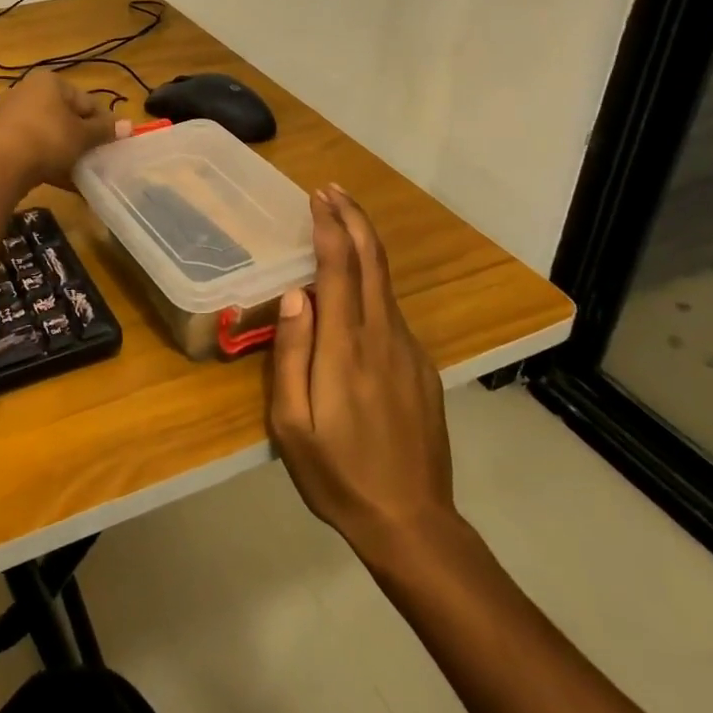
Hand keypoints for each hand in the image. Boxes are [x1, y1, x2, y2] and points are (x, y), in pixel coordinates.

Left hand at [0, 70, 126, 193]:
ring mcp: (11, 114)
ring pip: (49, 133)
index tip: (111, 145)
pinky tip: (58, 179)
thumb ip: (104, 130)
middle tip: (95, 160)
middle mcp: (28, 90)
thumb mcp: (82, 136)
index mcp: (50, 82)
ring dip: (66, 152)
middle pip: (66, 117)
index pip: (86, 101)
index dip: (102, 123)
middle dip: (82, 139)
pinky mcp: (0, 137)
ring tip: (79, 173)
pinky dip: (46, 160)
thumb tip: (129, 126)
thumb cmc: (48, 140)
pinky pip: (32, 147)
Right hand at [269, 185, 456, 566]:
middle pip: (372, 261)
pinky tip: (355, 290)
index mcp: (345, 347)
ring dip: (364, 245)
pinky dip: (372, 283)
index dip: (330, 226)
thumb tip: (294, 295)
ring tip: (340, 224)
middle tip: (332, 190)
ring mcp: (408, 350)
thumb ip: (291, 354)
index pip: (340, 267)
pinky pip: (391, 312)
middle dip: (353, 218)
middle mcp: (382, 336)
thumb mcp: (291, 424)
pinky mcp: (421, 367)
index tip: (317, 197)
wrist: (412, 522)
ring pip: (384, 283)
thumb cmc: (337, 474)